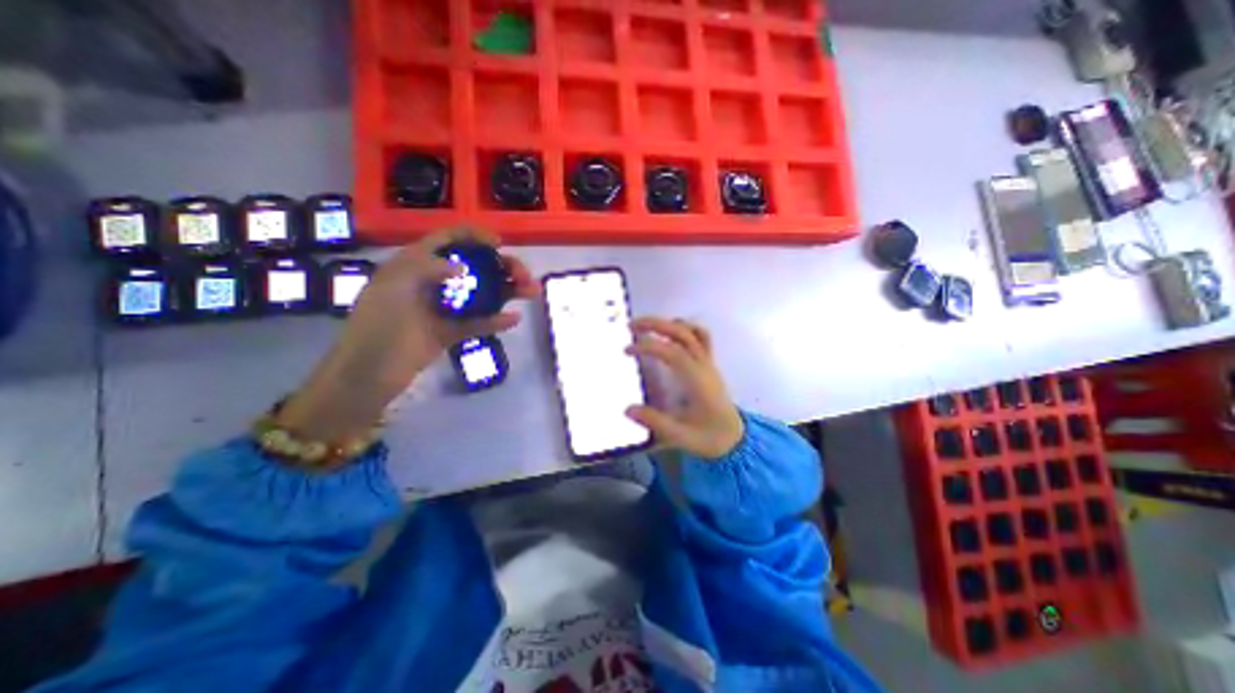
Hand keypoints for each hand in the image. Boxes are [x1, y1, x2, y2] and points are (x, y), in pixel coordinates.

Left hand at [278, 227, 540, 442]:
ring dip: (508, 291)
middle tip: (524, 276)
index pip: (448, 241)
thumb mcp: (394, 286)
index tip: (499, 243)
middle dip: (502, 267)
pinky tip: (513, 319)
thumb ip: (426, 268)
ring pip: (482, 294)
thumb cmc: (377, 325)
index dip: (475, 236)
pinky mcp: (451, 331)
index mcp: (415, 265)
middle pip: (475, 267)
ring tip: (531, 292)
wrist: (369, 374)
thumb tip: (462, 267)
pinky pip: (478, 322)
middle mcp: (433, 282)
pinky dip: (496, 320)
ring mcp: (444, 308)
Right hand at [629, 317, 741, 459]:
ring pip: (693, 331)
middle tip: (630, 325)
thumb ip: (655, 422)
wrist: (735, 439)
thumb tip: (628, 409)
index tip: (627, 349)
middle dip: (655, 324)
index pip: (673, 352)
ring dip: (668, 324)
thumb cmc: (710, 438)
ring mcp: (709, 363)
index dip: (649, 346)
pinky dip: (684, 328)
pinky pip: (701, 337)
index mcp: (698, 381)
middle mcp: (704, 366)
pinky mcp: (709, 364)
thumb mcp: (681, 437)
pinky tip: (668, 333)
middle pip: (682, 333)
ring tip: (646, 326)